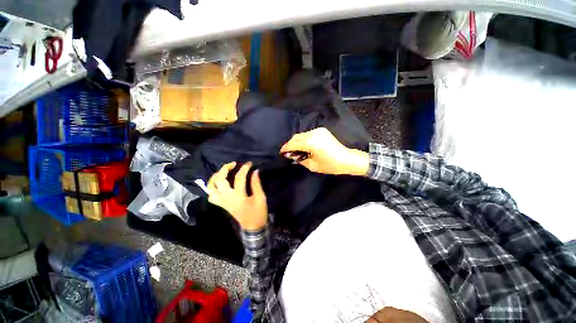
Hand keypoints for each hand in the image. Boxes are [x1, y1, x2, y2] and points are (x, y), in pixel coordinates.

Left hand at [207, 162, 267, 230]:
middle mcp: (227, 199)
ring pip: (210, 188)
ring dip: (215, 177)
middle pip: (219, 180)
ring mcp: (222, 202)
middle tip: (233, 164)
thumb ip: (256, 184)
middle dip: (225, 169)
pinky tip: (219, 182)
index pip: (239, 178)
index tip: (249, 163)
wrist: (252, 227)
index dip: (244, 168)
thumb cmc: (258, 212)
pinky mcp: (221, 205)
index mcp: (239, 197)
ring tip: (223, 171)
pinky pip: (211, 195)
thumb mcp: (260, 197)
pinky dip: (212, 187)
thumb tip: (254, 171)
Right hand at [280, 127, 368, 175]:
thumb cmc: (330, 165)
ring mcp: (318, 130)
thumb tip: (292, 156)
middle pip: (296, 137)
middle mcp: (313, 133)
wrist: (347, 159)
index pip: (293, 143)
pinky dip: (304, 139)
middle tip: (289, 152)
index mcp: (311, 143)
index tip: (281, 153)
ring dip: (297, 142)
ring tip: (297, 150)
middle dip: (290, 144)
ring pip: (301, 135)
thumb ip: (300, 159)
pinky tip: (305, 146)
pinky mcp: (321, 130)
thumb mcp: (313, 166)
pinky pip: (308, 134)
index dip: (286, 148)